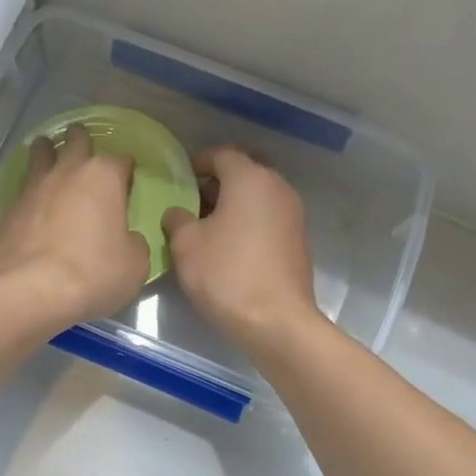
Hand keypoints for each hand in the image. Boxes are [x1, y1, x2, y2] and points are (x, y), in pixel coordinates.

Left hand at [0, 124, 150, 329]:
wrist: (31, 291)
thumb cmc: (93, 273)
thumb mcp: (135, 264)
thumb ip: (133, 243)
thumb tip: (125, 239)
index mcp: (103, 177)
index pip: (121, 159)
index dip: (126, 169)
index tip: (128, 180)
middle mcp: (67, 172)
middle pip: (75, 141)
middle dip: (81, 141)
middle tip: (84, 149)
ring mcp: (33, 188)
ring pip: (39, 153)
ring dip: (47, 151)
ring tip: (48, 155)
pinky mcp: (8, 210)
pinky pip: (22, 190)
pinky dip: (30, 191)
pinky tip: (32, 204)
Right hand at [162, 147, 322, 356]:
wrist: (276, 321)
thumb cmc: (226, 274)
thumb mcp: (186, 245)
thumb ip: (177, 219)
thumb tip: (178, 212)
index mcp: (250, 178)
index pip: (221, 154)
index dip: (196, 163)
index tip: (178, 180)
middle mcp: (277, 187)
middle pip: (242, 172)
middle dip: (215, 184)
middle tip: (190, 204)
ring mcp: (293, 214)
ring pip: (256, 196)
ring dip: (232, 205)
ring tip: (206, 228)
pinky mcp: (298, 239)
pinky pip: (267, 218)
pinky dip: (248, 222)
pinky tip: (229, 247)